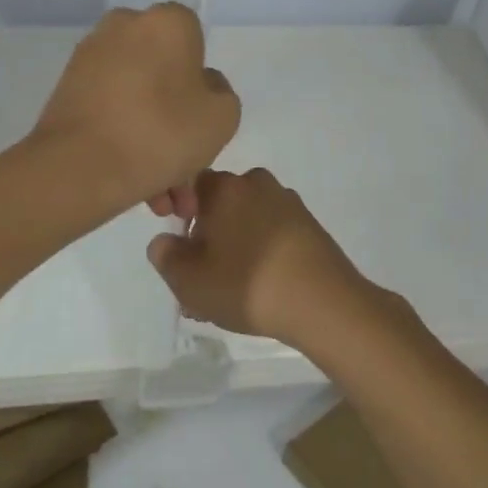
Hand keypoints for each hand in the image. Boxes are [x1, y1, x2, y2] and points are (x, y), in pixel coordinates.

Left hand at [29, 4, 240, 216]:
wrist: (78, 167)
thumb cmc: (161, 133)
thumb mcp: (222, 118)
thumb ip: (220, 93)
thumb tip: (199, 85)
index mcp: (168, 21)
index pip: (197, 44)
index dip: (202, 87)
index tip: (202, 125)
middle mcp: (125, 26)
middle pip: (164, 77)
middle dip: (178, 128)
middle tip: (184, 179)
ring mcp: (90, 58)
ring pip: (138, 101)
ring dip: (153, 145)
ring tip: (160, 199)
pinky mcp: (66, 89)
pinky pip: (110, 112)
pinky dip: (125, 142)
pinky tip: (137, 187)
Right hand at [145, 168, 377, 347]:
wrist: (323, 303)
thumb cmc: (246, 285)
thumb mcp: (189, 281)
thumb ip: (165, 257)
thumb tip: (164, 242)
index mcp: (225, 187)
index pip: (190, 187)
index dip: (180, 217)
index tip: (182, 251)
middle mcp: (257, 183)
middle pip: (220, 206)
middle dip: (208, 238)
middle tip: (202, 281)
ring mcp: (288, 203)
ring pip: (247, 222)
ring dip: (235, 249)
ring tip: (231, 293)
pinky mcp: (310, 226)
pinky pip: (272, 235)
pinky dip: (261, 255)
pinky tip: (261, 290)